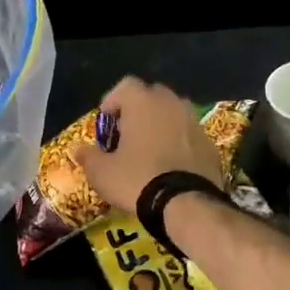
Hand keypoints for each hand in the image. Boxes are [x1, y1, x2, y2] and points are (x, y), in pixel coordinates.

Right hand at [69, 76, 222, 214]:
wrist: (187, 204)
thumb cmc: (137, 179)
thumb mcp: (102, 173)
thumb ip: (88, 157)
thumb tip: (78, 150)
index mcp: (143, 102)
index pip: (125, 85)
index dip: (112, 101)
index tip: (106, 123)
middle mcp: (171, 104)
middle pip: (152, 95)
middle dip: (138, 110)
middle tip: (127, 134)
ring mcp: (194, 122)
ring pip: (174, 113)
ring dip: (161, 125)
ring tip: (150, 149)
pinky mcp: (210, 144)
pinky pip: (189, 135)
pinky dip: (179, 143)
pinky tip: (171, 165)